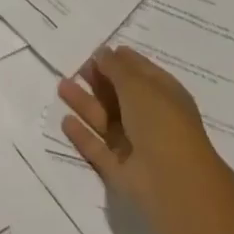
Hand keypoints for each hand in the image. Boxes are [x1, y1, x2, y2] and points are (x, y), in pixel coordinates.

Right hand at [58, 46, 221, 222]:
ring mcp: (135, 145)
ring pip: (105, 120)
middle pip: (120, 95)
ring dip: (85, 103)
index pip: (141, 72)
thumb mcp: (138, 85)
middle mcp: (151, 119)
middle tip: (75, 67)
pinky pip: (97, 147)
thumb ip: (116, 68)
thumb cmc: (161, 123)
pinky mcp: (119, 169)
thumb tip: (102, 52)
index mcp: (164, 95)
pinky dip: (82, 135)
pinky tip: (65, 120)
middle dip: (99, 80)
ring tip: (61, 86)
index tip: (96, 50)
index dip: (120, 60)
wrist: (172, 183)